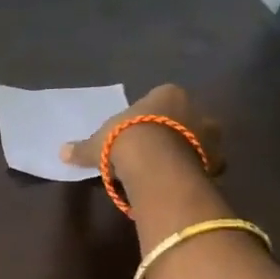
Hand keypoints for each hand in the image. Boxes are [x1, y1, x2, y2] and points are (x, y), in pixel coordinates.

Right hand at [60, 83, 222, 182]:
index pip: (161, 102)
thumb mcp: (98, 144)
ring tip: (167, 173)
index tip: (138, 136)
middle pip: (185, 120)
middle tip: (155, 155)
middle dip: (174, 135)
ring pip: (199, 142)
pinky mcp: (217, 158)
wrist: (154, 162)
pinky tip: (178, 184)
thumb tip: (62, 151)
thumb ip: (84, 148)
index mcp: (168, 94)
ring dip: (187, 154)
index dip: (149, 119)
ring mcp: (210, 133)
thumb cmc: (125, 140)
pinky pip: (206, 165)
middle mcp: (195, 107)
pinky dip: (195, 173)